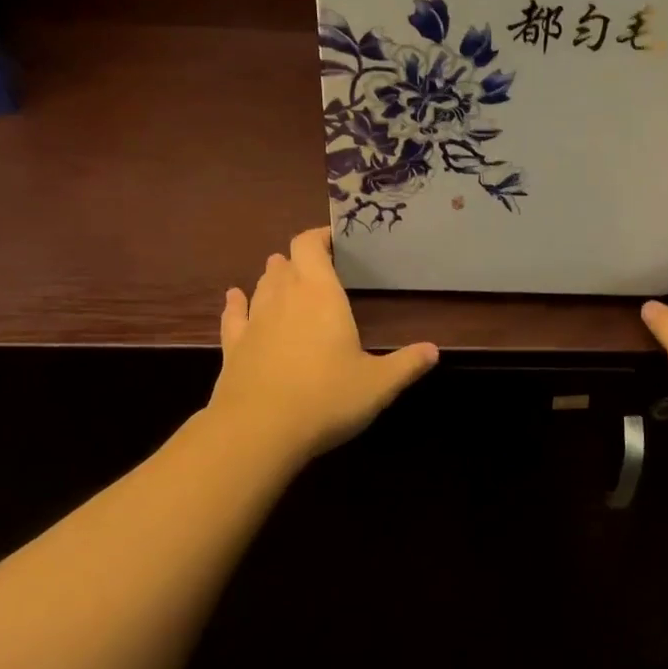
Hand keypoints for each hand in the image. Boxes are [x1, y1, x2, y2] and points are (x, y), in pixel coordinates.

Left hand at [208, 227, 438, 464]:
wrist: (258, 431)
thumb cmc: (326, 398)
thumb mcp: (378, 384)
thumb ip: (407, 364)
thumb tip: (434, 350)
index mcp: (321, 295)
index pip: (310, 246)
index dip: (319, 237)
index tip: (334, 239)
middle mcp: (284, 298)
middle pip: (286, 262)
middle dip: (300, 259)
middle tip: (319, 266)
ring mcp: (255, 322)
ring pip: (262, 285)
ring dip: (274, 277)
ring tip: (285, 275)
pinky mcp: (234, 347)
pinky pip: (234, 315)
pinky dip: (236, 303)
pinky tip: (234, 297)